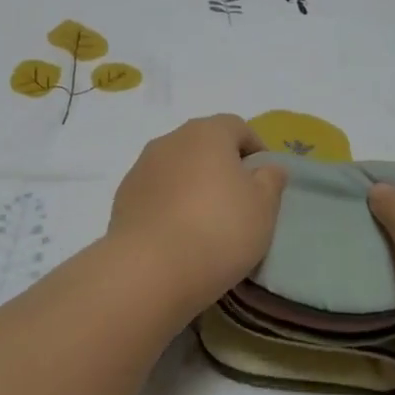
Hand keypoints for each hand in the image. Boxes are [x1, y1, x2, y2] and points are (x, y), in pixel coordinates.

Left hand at [107, 115, 286, 316]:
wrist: (150, 267)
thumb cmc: (219, 229)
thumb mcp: (263, 208)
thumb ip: (270, 180)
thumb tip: (268, 167)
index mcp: (206, 133)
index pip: (237, 127)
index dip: (256, 149)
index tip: (265, 181)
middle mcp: (170, 140)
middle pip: (203, 145)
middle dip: (222, 167)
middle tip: (238, 202)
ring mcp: (141, 167)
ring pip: (177, 168)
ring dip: (193, 185)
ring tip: (207, 222)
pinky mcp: (123, 196)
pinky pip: (156, 192)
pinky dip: (170, 204)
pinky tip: (178, 235)